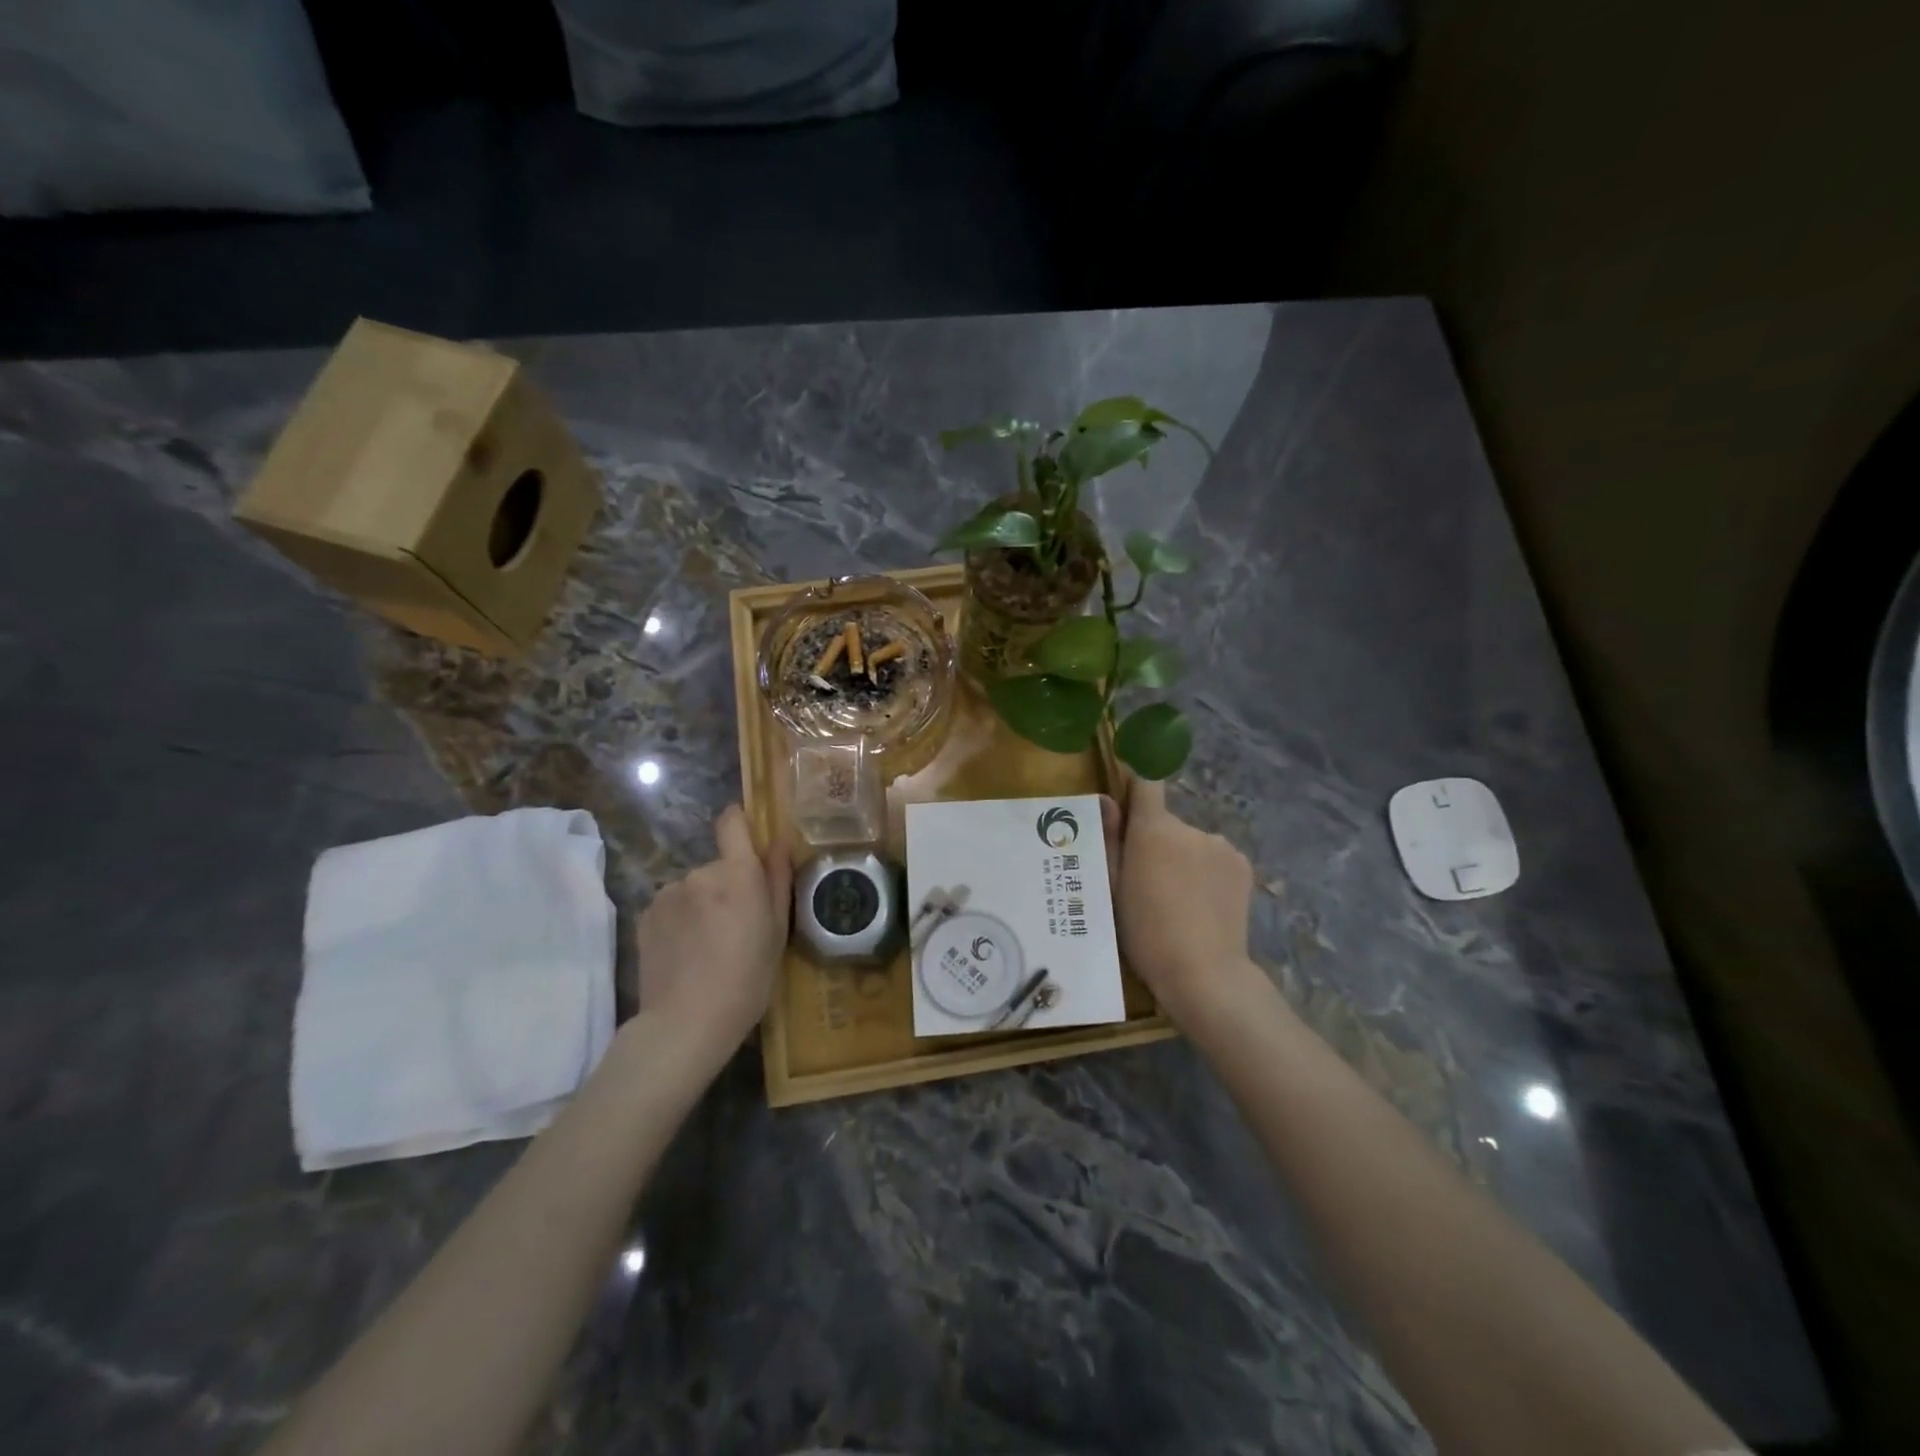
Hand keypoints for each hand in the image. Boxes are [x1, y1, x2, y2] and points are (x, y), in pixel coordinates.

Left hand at [634, 805, 791, 1055]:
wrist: (685, 1023)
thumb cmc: (747, 979)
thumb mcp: (777, 932)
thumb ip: (778, 880)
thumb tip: (778, 841)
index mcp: (738, 874)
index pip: (732, 823)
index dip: (739, 822)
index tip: (746, 838)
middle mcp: (700, 873)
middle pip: (718, 866)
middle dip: (727, 886)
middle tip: (737, 927)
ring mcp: (668, 893)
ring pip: (693, 888)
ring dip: (702, 905)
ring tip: (708, 947)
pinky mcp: (645, 915)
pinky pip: (672, 907)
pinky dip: (680, 921)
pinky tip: (685, 954)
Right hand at [1104, 779, 1257, 1026]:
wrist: (1203, 973)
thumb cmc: (1145, 932)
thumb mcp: (1113, 888)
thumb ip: (1109, 839)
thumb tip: (1105, 799)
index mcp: (1154, 829)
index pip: (1146, 783)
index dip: (1136, 785)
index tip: (1128, 799)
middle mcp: (1190, 827)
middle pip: (1167, 823)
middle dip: (1157, 844)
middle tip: (1148, 883)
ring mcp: (1221, 846)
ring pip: (1192, 844)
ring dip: (1183, 860)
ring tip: (1178, 901)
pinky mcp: (1242, 865)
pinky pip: (1215, 858)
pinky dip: (1206, 873)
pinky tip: (1202, 905)